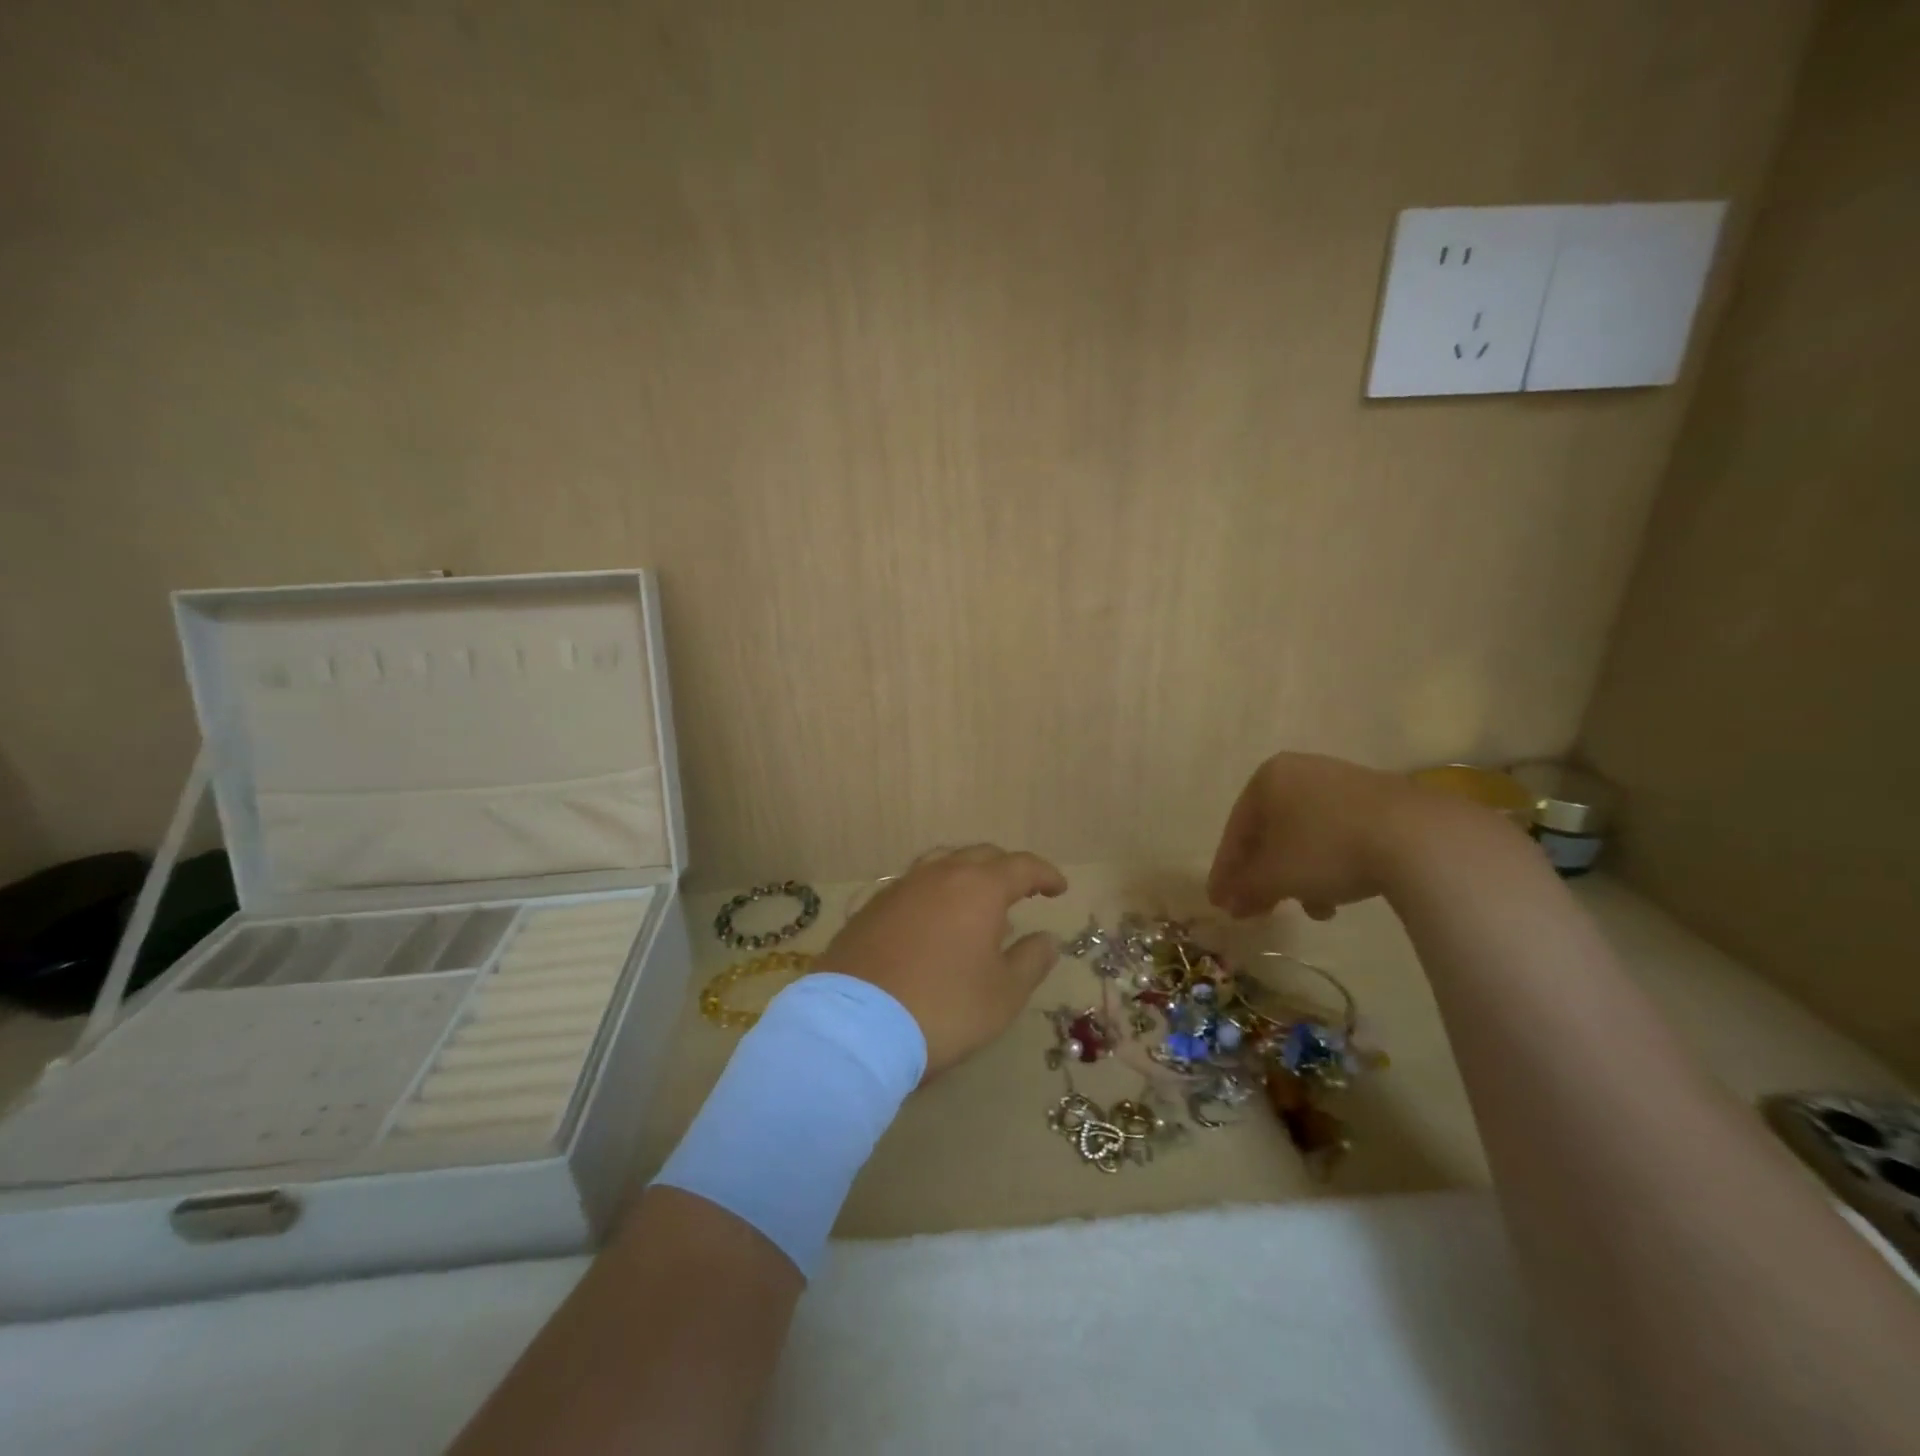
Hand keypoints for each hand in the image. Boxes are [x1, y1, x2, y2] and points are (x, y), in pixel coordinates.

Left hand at [820, 845, 1068, 1076]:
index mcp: (978, 888)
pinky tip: (932, 921)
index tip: (1059, 888)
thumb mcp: (1003, 994)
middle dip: (1005, 868)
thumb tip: (1047, 938)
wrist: (855, 1027)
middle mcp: (938, 875)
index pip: (1020, 866)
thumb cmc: (944, 1008)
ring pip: (940, 864)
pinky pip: (912, 887)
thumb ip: (1030, 961)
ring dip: (965, 875)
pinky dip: (933, 894)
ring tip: (975, 902)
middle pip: (979, 856)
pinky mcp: (870, 908)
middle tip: (1021, 890)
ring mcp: (899, 888)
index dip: (1044, 874)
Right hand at [1207, 752, 1443, 919]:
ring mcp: (1342, 782)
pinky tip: (1340, 895)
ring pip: (1305, 836)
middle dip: (1264, 876)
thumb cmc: (1325, 849)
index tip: (1220, 903)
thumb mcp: (1274, 876)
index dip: (1226, 871)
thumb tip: (1229, 903)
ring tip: (1310, 910)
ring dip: (1299, 875)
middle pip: (1271, 832)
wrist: (1417, 838)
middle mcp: (1300, 771)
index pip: (1236, 830)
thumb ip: (1245, 888)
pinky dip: (1329, 864)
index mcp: (1266, 778)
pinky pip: (1338, 834)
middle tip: (1258, 911)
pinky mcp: (1379, 799)